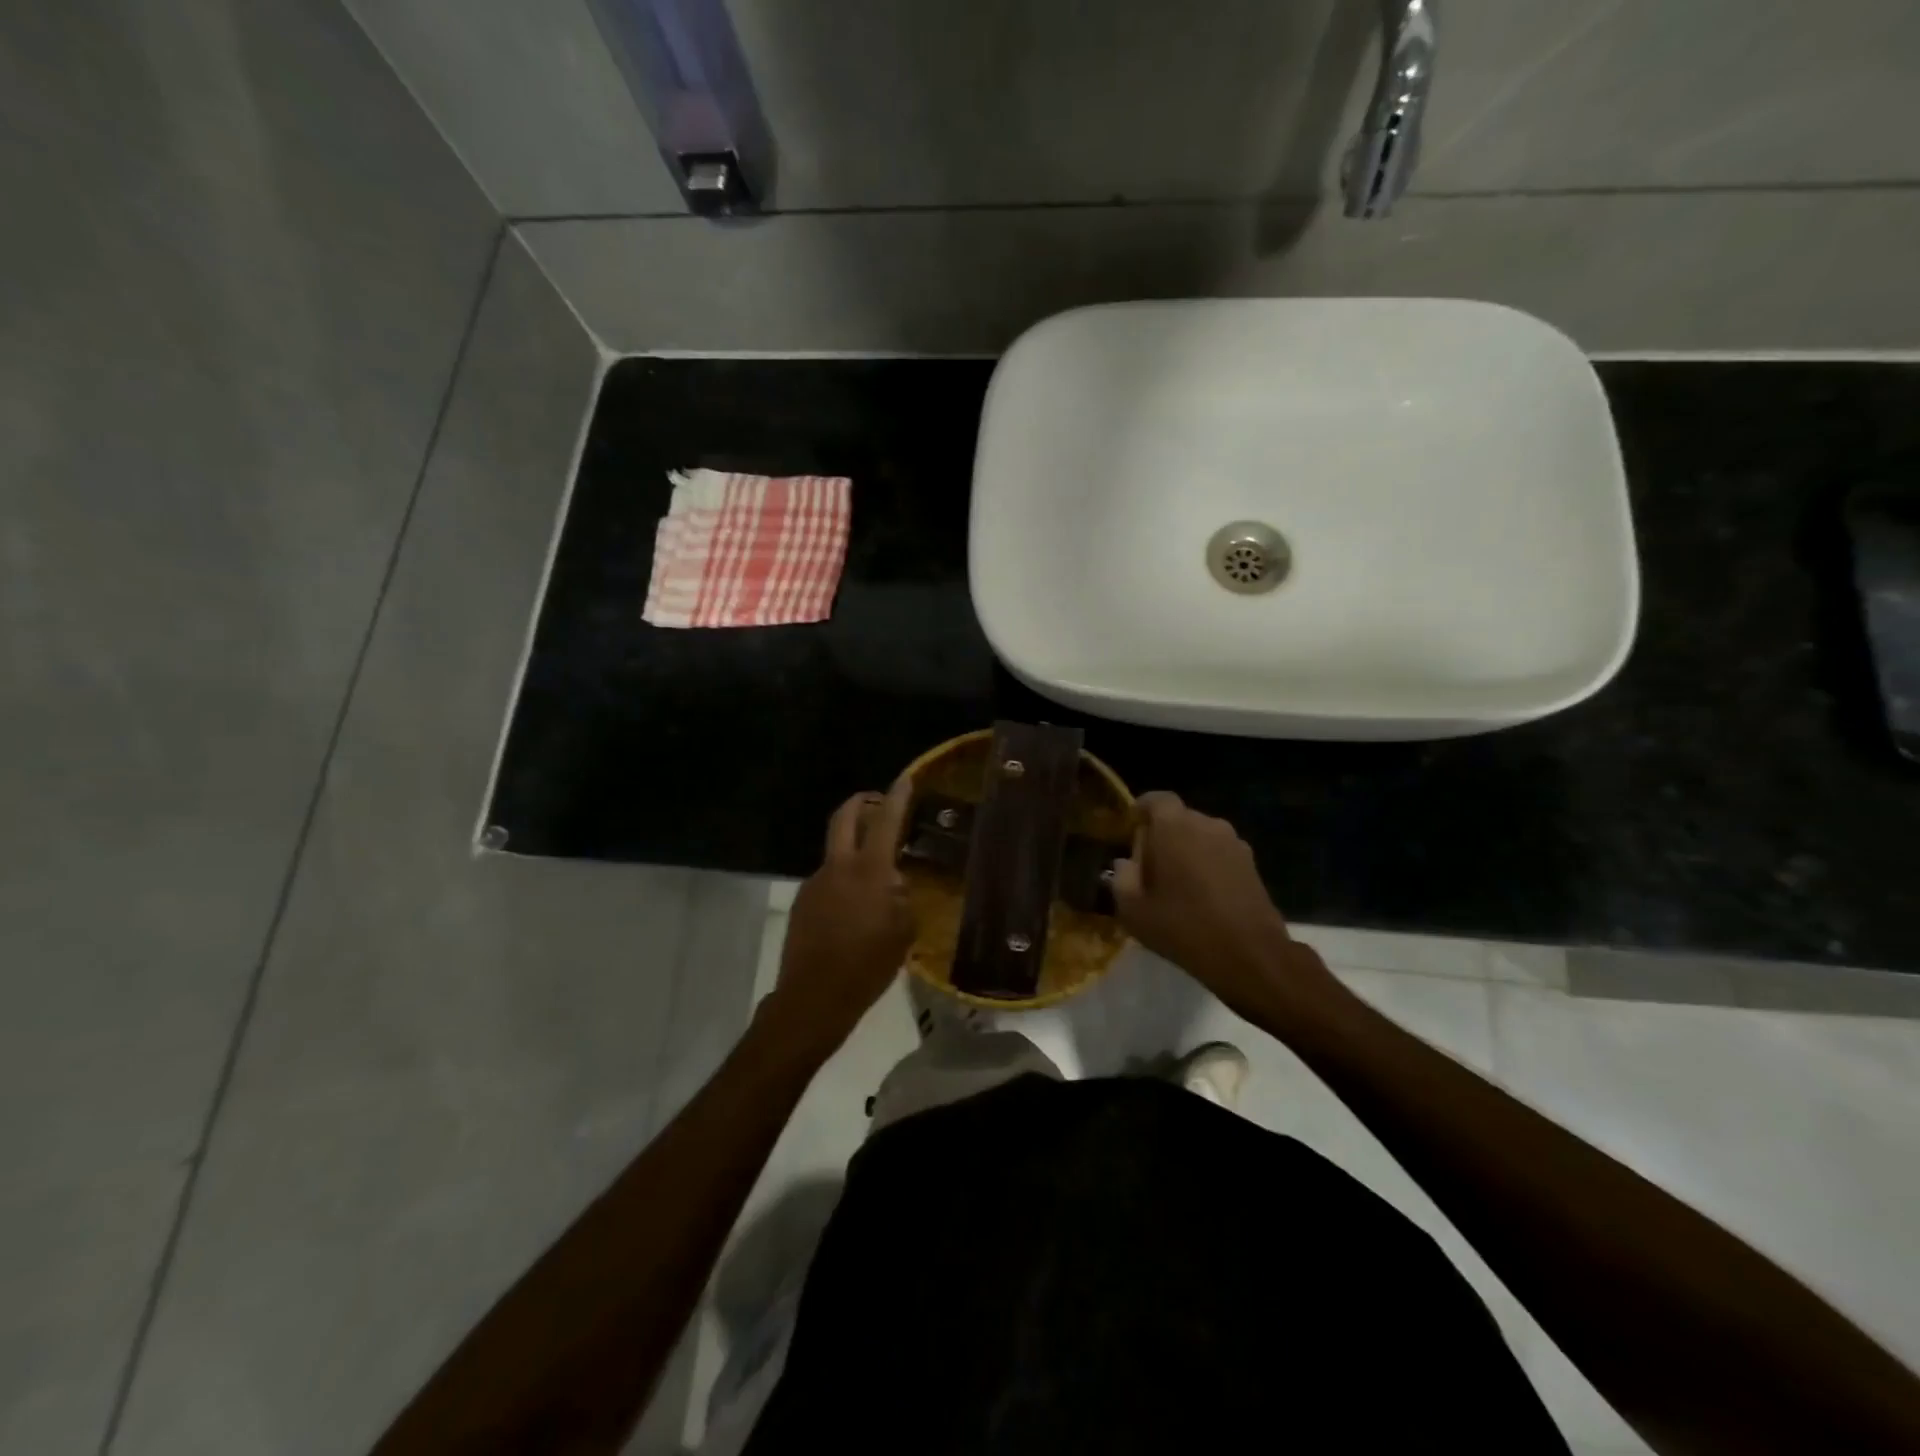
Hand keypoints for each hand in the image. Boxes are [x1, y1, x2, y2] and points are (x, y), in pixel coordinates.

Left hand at [765, 778, 916, 1059]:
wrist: (813, 998)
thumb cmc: (867, 966)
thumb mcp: (902, 932)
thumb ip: (901, 898)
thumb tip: (896, 882)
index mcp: (868, 871)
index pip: (886, 821)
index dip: (897, 797)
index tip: (905, 778)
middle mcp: (838, 867)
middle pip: (845, 818)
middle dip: (861, 802)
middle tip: (877, 802)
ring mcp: (815, 882)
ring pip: (836, 851)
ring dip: (853, 847)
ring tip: (874, 874)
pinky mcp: (802, 901)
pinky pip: (828, 878)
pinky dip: (843, 879)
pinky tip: (855, 907)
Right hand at [1111, 792, 1333, 1018]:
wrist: (1249, 955)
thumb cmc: (1182, 926)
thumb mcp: (1133, 909)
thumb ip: (1121, 878)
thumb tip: (1125, 863)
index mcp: (1173, 826)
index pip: (1155, 799)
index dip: (1141, 811)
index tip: (1130, 831)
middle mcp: (1206, 824)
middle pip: (1178, 818)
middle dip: (1161, 835)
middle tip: (1148, 866)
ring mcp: (1234, 843)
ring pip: (1200, 836)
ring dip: (1186, 851)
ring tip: (1176, 884)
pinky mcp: (1251, 864)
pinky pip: (1219, 853)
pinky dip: (1207, 865)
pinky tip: (1201, 896)